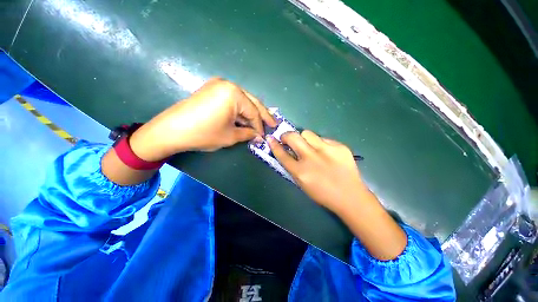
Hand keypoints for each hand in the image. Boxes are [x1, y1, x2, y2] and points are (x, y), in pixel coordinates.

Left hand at [130, 78, 276, 160]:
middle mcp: (228, 85)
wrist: (171, 130)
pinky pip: (232, 100)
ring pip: (243, 101)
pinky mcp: (212, 90)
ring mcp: (218, 85)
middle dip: (262, 115)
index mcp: (234, 94)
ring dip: (251, 113)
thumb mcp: (230, 136)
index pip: (253, 112)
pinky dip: (240, 110)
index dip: (260, 126)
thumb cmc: (203, 133)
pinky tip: (245, 118)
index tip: (264, 136)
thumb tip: (258, 136)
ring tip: (260, 123)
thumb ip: (248, 134)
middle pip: (251, 102)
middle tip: (273, 124)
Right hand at [267, 130, 368, 214]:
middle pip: (293, 137)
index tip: (271, 139)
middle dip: (286, 135)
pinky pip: (323, 139)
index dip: (274, 145)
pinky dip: (320, 144)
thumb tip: (287, 151)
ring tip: (309, 146)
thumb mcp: (302, 183)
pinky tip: (326, 153)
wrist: (350, 196)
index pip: (282, 154)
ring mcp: (327, 150)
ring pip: (307, 133)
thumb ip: (293, 166)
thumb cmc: (322, 193)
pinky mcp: (339, 146)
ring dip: (304, 138)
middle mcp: (311, 158)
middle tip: (287, 139)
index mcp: (301, 172)